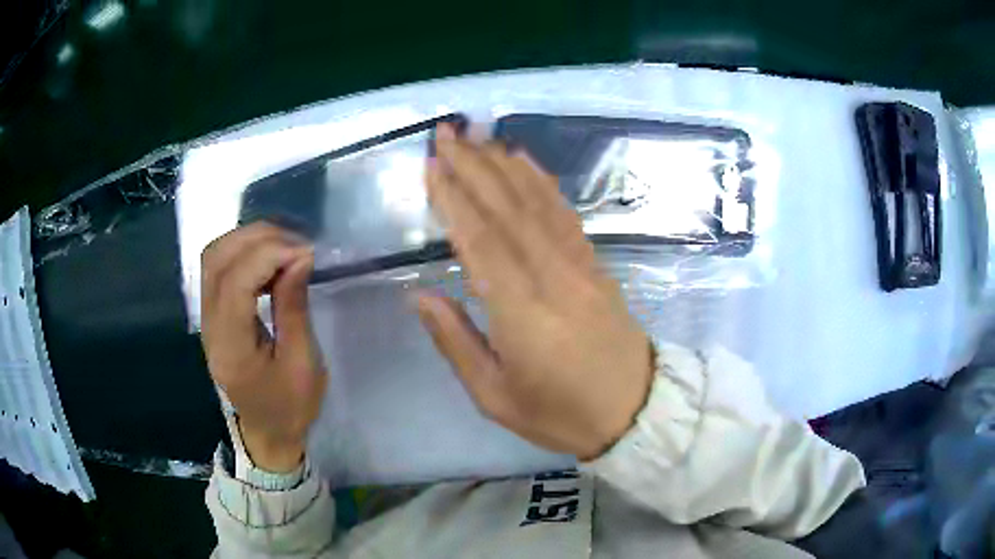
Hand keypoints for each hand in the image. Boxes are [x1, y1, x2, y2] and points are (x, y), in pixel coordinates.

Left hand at [200, 223, 326, 471]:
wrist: (268, 430)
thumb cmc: (291, 406)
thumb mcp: (303, 363)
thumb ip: (294, 308)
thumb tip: (298, 258)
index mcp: (231, 347)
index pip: (235, 282)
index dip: (269, 255)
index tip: (306, 253)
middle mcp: (209, 326)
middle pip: (216, 259)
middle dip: (257, 238)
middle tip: (297, 243)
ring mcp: (206, 318)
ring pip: (213, 257)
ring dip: (248, 240)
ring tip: (285, 246)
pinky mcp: (211, 314)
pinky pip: (219, 268)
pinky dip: (244, 252)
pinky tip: (270, 260)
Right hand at [420, 124, 653, 459]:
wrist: (635, 411)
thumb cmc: (560, 414)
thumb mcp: (495, 397)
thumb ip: (455, 342)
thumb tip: (419, 296)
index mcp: (521, 312)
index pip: (480, 241)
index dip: (454, 198)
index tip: (432, 164)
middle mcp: (551, 276)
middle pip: (506, 209)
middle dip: (473, 165)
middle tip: (446, 131)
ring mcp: (579, 265)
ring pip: (537, 202)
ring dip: (504, 164)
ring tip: (478, 135)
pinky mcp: (596, 264)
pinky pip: (565, 213)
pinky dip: (542, 181)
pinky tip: (525, 161)